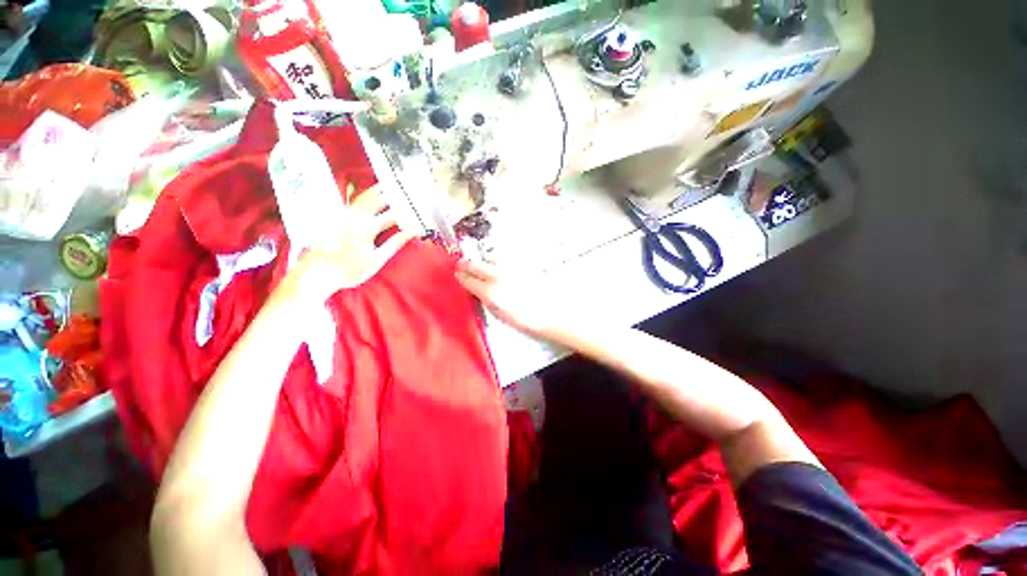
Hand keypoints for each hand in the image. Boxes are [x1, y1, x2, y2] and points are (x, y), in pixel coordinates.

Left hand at [297, 185, 413, 296]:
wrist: (319, 272)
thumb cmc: (350, 269)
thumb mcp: (376, 260)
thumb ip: (394, 243)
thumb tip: (411, 232)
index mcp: (368, 227)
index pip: (394, 216)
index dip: (408, 215)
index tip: (418, 213)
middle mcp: (357, 216)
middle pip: (379, 199)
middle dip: (394, 195)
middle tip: (407, 191)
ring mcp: (346, 214)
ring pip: (365, 196)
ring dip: (379, 191)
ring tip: (390, 185)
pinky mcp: (339, 216)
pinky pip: (356, 200)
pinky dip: (366, 195)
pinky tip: (371, 193)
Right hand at [455, 258, 590, 340]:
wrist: (553, 312)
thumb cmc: (527, 320)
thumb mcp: (501, 315)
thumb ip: (486, 300)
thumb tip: (478, 290)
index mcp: (491, 292)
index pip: (469, 279)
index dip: (461, 276)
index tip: (458, 274)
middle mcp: (498, 275)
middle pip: (476, 264)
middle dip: (467, 264)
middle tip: (463, 265)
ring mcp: (511, 266)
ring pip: (490, 255)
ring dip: (484, 260)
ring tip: (486, 266)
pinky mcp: (522, 262)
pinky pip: (505, 256)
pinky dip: (499, 259)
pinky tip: (502, 266)